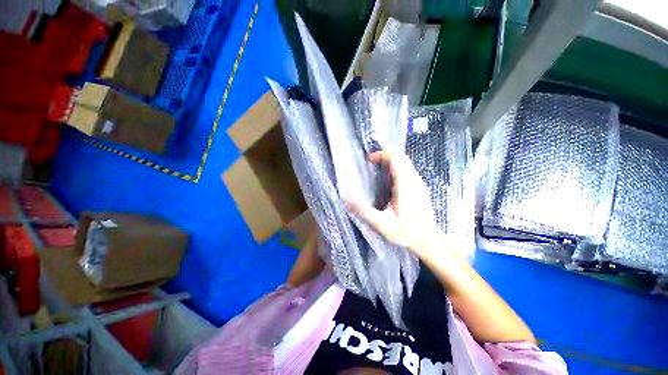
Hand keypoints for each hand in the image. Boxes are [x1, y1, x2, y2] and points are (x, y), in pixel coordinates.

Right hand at [345, 151, 441, 259]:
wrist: (428, 241)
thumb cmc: (405, 232)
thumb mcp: (381, 223)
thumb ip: (363, 210)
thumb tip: (346, 199)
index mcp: (405, 185)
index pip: (396, 159)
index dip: (382, 155)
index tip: (369, 159)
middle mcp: (414, 180)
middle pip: (402, 158)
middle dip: (386, 155)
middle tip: (372, 161)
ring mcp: (419, 184)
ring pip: (406, 164)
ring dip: (392, 161)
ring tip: (378, 168)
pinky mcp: (421, 189)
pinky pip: (409, 171)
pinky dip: (397, 168)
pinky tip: (390, 180)